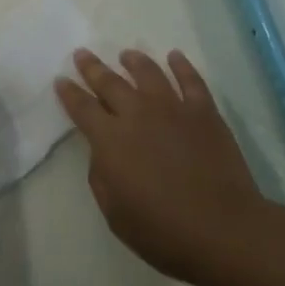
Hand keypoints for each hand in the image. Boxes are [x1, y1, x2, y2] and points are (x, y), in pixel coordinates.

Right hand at [57, 49, 266, 285]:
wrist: (224, 230)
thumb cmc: (164, 232)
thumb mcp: (116, 215)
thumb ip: (101, 177)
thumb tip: (102, 152)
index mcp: (111, 140)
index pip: (82, 108)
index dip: (69, 93)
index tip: (61, 79)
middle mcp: (137, 113)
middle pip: (110, 82)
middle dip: (92, 67)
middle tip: (82, 53)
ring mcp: (172, 107)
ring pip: (148, 72)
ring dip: (134, 61)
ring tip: (126, 54)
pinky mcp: (203, 110)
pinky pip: (190, 79)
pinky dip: (181, 65)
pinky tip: (174, 57)